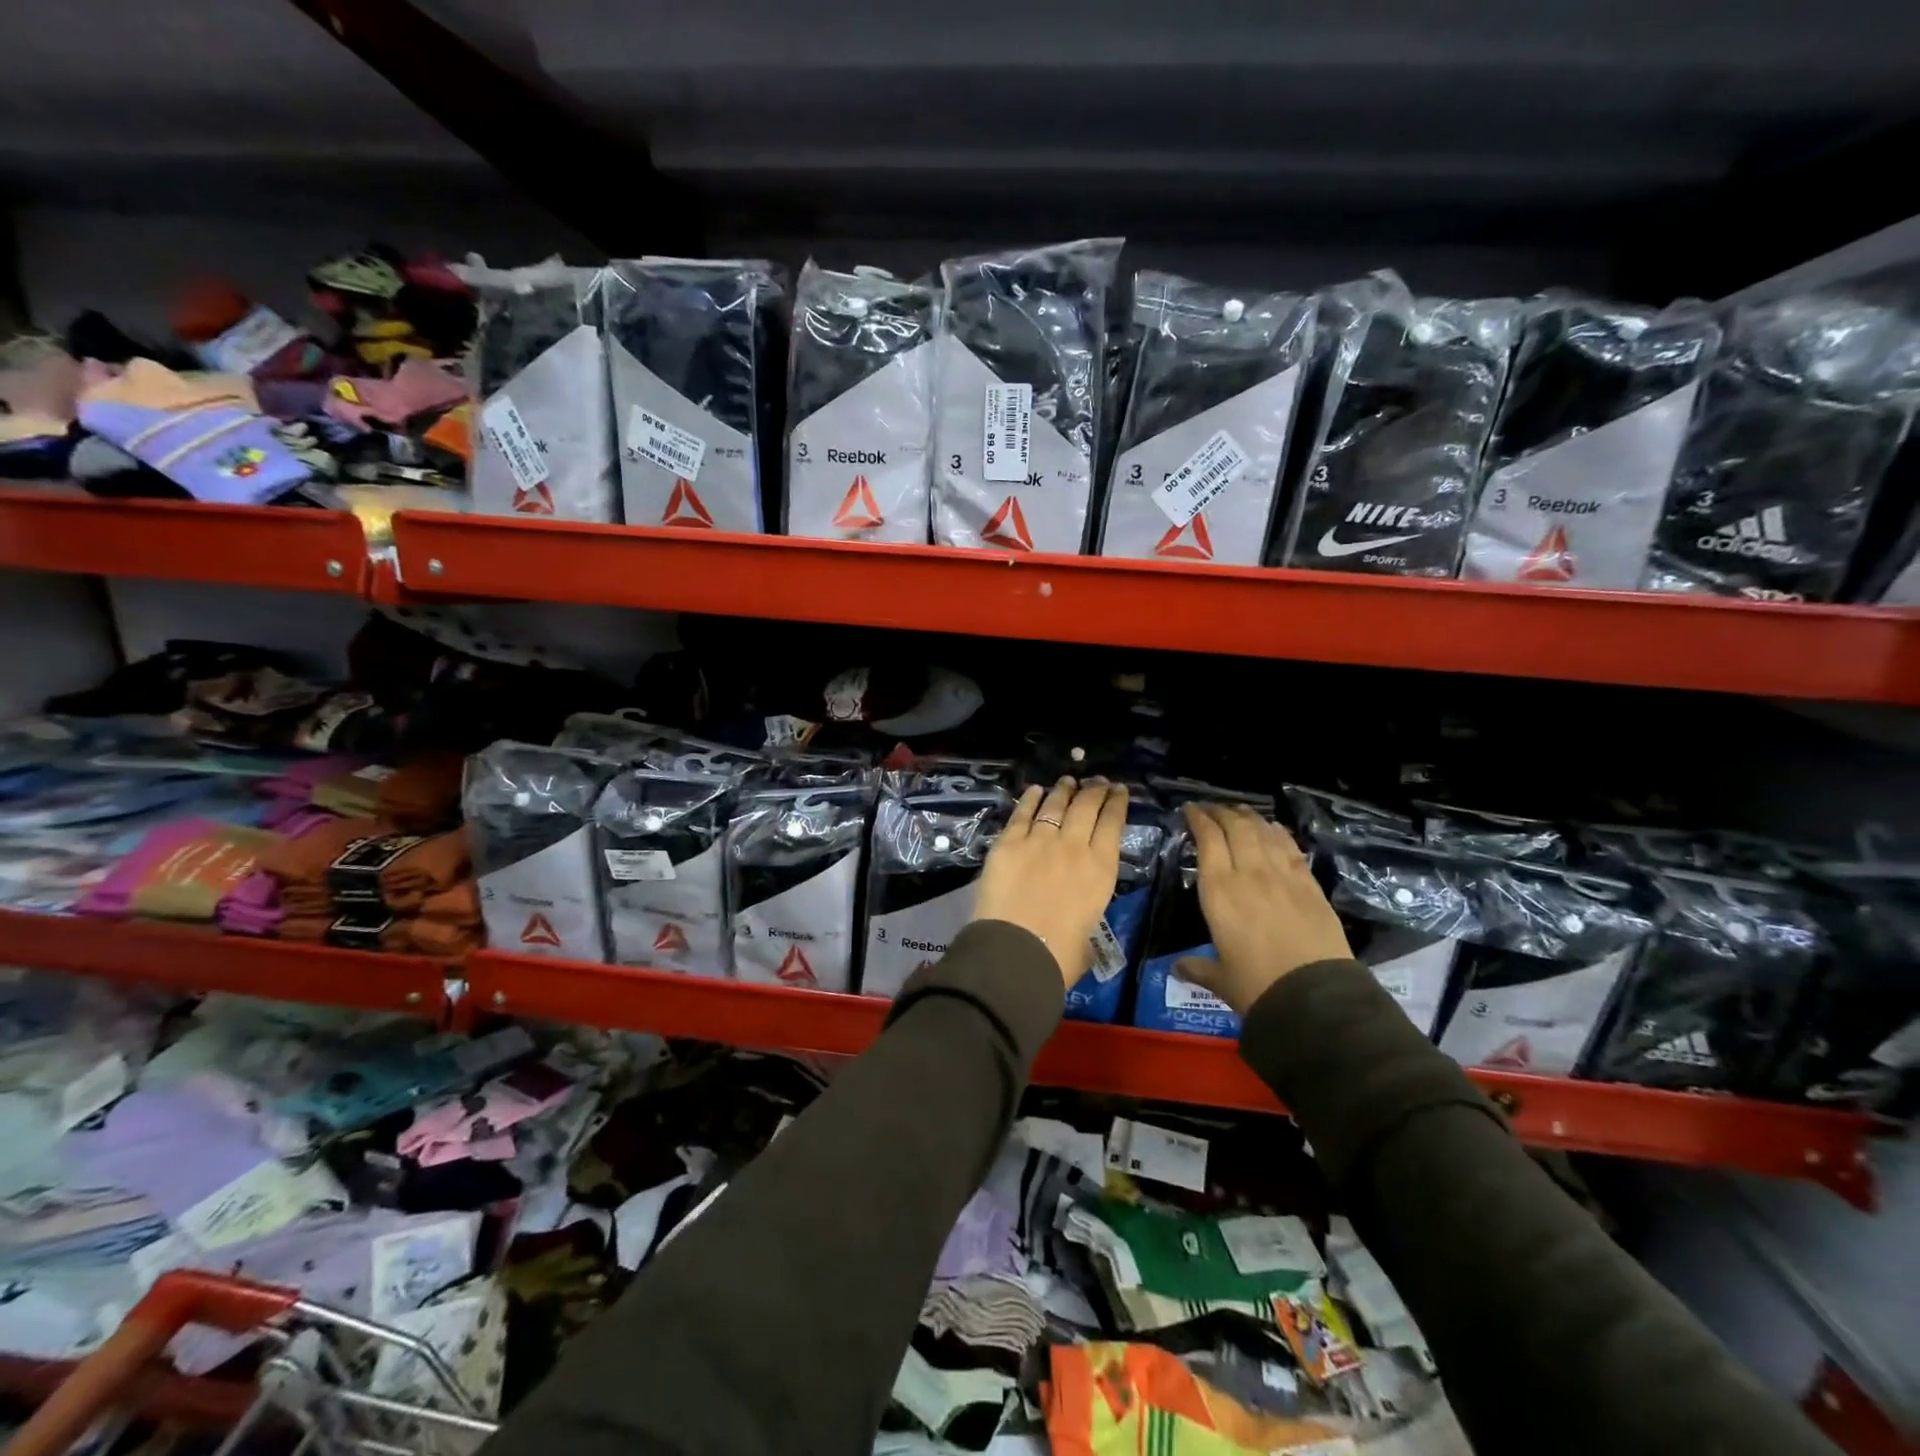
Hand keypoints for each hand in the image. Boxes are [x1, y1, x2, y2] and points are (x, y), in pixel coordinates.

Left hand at [973, 777, 1126, 989]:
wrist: (1016, 950)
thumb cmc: (1060, 955)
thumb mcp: (1089, 936)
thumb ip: (1086, 916)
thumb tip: (1078, 920)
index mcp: (1101, 870)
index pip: (1113, 825)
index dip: (1117, 804)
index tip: (1118, 790)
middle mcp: (1074, 847)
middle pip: (1086, 808)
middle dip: (1094, 791)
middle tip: (1097, 781)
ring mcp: (1039, 841)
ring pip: (1055, 806)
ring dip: (1063, 791)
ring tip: (1068, 781)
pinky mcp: (1008, 844)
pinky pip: (1022, 815)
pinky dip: (1030, 800)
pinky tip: (1035, 791)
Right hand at [1174, 803, 1350, 1015]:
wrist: (1315, 997)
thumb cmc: (1256, 986)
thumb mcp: (1220, 978)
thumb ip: (1198, 968)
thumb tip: (1177, 968)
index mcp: (1219, 891)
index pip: (1208, 840)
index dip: (1198, 819)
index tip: (1190, 809)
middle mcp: (1249, 873)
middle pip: (1235, 828)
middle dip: (1221, 812)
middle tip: (1212, 807)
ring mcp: (1283, 876)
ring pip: (1263, 833)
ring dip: (1249, 817)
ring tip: (1240, 810)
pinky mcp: (1310, 885)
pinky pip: (1290, 849)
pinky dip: (1279, 833)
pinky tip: (1274, 828)